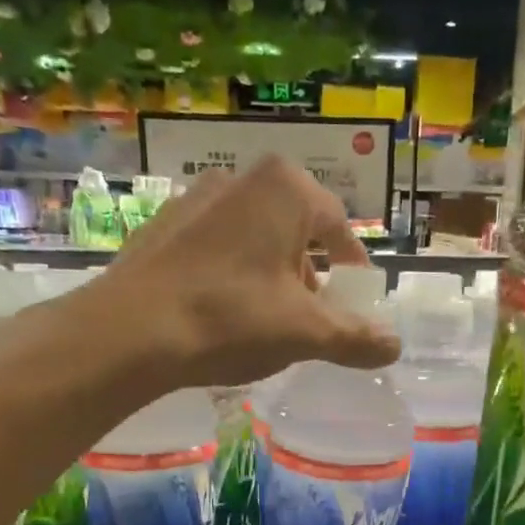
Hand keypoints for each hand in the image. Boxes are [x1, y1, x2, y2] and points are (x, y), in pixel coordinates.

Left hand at [61, 156, 399, 390]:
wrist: (130, 332)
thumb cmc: (232, 319)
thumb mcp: (305, 333)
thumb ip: (355, 337)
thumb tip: (394, 345)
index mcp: (285, 189)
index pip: (339, 229)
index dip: (353, 272)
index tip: (355, 306)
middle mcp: (241, 178)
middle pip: (296, 232)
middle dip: (310, 277)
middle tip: (311, 320)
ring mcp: (195, 198)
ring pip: (254, 240)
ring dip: (271, 278)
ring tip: (265, 324)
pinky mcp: (162, 226)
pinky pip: (216, 250)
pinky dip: (232, 278)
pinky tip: (222, 317)